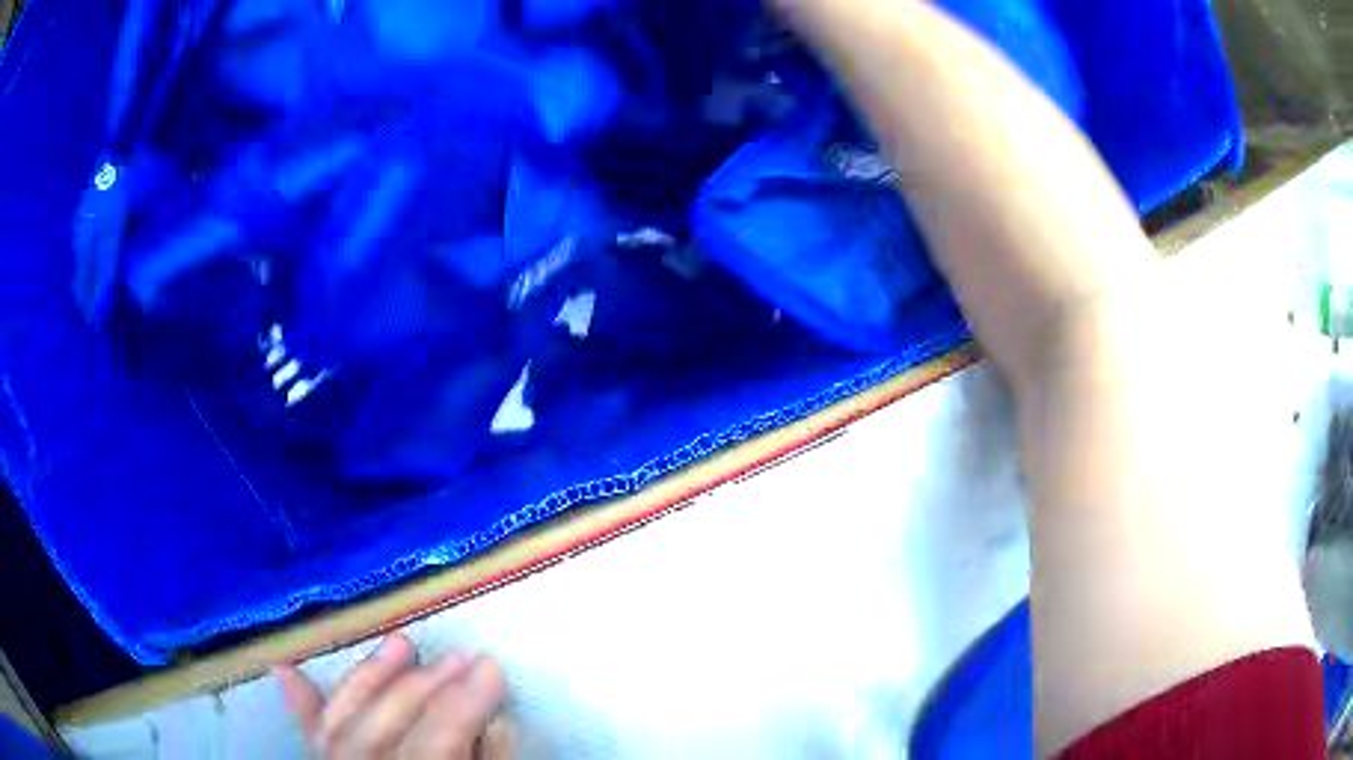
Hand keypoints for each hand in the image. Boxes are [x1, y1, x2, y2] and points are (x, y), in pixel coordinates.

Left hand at [274, 633, 513, 758]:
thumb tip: (496, 723)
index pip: (431, 747)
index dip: (462, 705)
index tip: (492, 667)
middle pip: (383, 731)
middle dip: (426, 688)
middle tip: (464, 657)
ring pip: (342, 726)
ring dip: (370, 679)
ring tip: (402, 644)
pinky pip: (312, 742)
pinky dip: (304, 708)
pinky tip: (287, 671)